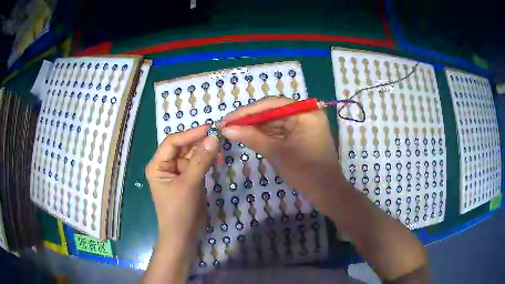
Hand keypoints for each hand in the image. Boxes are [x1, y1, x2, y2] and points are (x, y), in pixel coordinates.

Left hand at [145, 126, 218, 239]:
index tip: (209, 128)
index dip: (190, 134)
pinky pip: (198, 165)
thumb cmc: (179, 210)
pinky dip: (207, 161)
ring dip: (206, 152)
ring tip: (221, 152)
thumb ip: (201, 160)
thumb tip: (214, 137)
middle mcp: (166, 165)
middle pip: (183, 147)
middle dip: (200, 142)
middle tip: (219, 139)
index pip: (172, 142)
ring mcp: (178, 173)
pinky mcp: (189, 179)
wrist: (183, 235)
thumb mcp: (189, 184)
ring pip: (192, 155)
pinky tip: (218, 160)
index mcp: (158, 165)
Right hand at [221, 97, 346, 212]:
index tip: (226, 119)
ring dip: (256, 127)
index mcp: (305, 112)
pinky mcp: (302, 134)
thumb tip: (226, 129)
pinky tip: (249, 136)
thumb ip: (251, 137)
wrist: (326, 193)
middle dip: (250, 120)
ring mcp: (305, 124)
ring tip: (234, 131)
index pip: (271, 105)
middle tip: (227, 126)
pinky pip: (281, 130)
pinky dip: (266, 134)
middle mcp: (306, 113)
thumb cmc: (305, 172)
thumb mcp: (276, 153)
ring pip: (275, 121)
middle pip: (273, 112)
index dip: (246, 112)